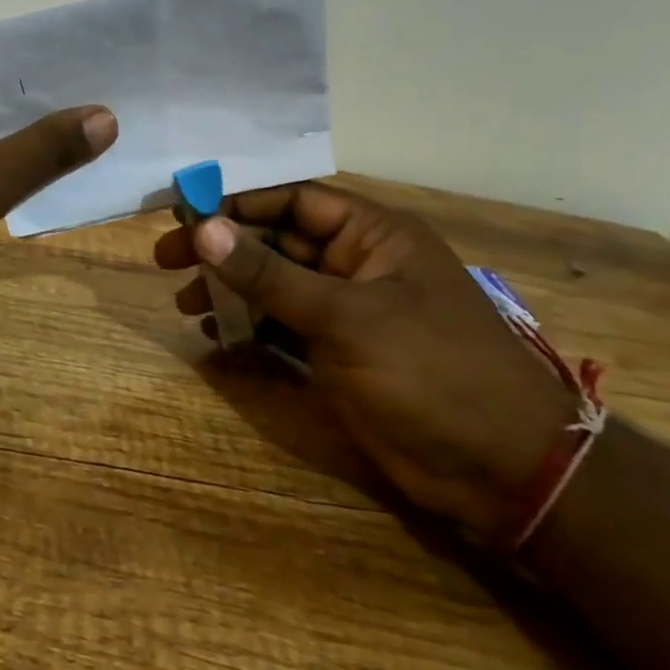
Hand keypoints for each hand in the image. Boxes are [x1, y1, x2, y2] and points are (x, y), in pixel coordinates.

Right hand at [154, 183, 576, 539]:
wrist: (503, 470)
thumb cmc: (430, 371)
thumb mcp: (345, 317)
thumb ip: (270, 274)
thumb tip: (203, 229)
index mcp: (374, 235)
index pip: (293, 199)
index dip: (236, 202)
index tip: (182, 213)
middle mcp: (358, 263)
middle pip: (278, 240)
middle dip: (224, 249)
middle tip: (167, 261)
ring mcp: (348, 311)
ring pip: (276, 285)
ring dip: (232, 290)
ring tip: (187, 304)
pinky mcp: (340, 353)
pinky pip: (284, 326)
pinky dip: (251, 328)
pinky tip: (217, 336)